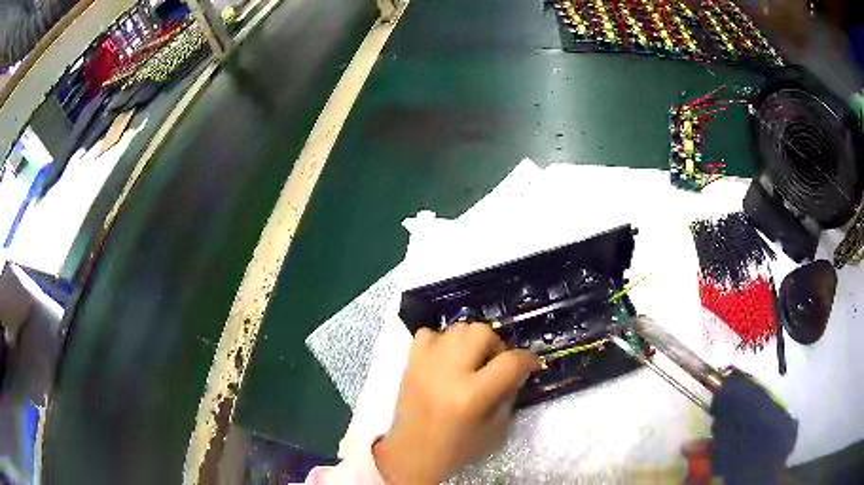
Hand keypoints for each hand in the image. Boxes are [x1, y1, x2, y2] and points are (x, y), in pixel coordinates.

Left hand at [374, 323, 538, 483]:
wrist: (411, 453)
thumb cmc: (457, 448)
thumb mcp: (495, 429)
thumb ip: (509, 394)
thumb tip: (517, 370)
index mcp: (471, 396)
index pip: (510, 362)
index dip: (528, 359)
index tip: (531, 364)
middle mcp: (447, 373)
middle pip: (481, 332)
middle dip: (496, 345)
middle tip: (495, 364)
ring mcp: (425, 364)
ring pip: (457, 328)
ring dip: (471, 341)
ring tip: (470, 361)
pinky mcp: (410, 363)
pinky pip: (429, 334)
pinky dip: (441, 342)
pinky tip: (445, 360)